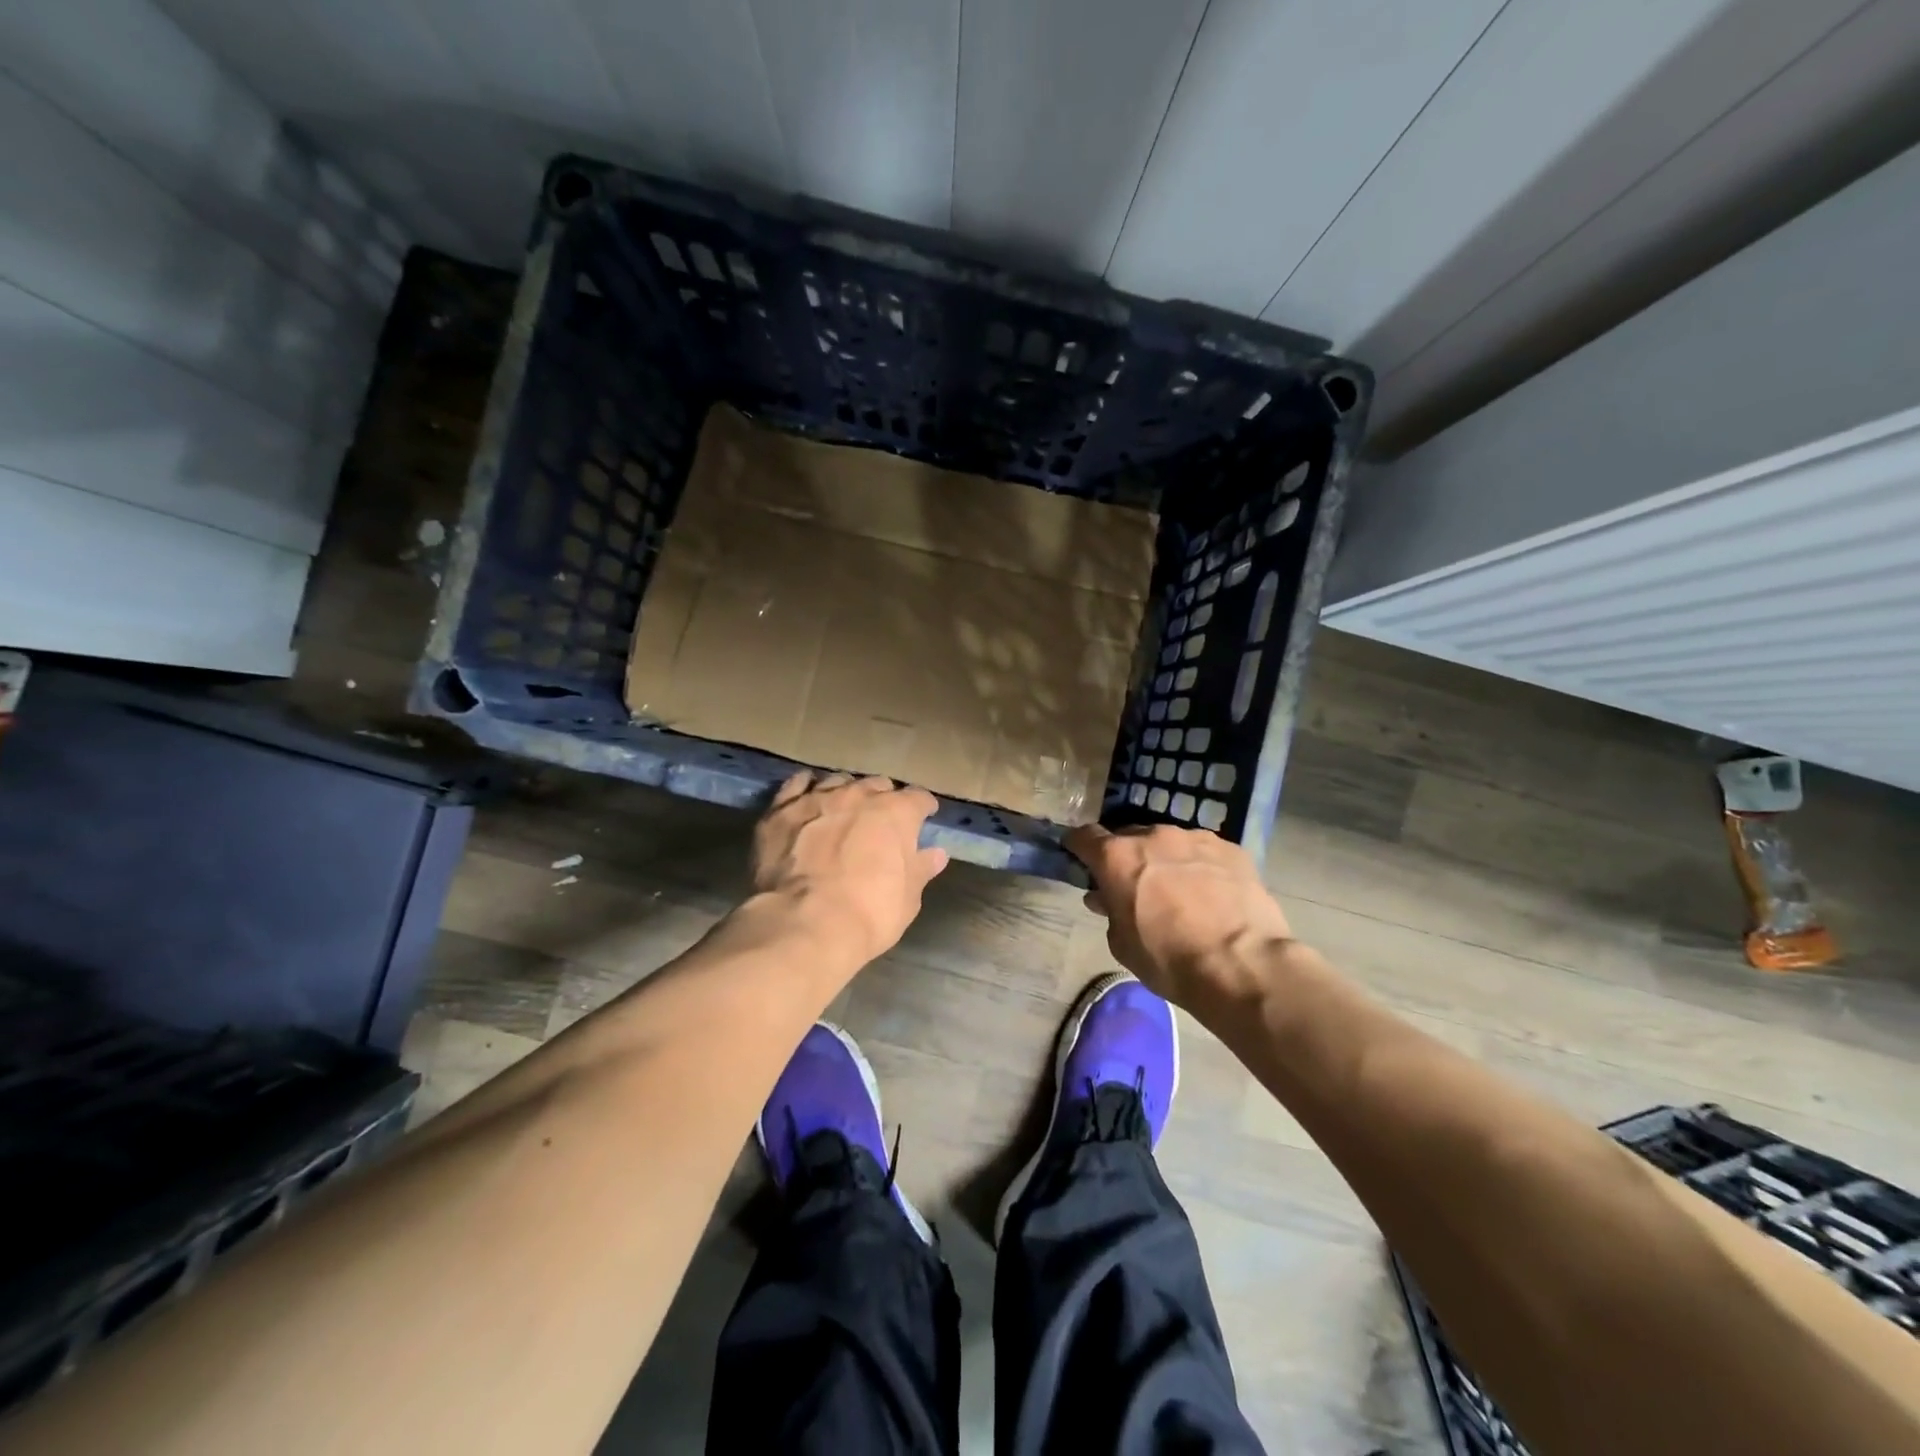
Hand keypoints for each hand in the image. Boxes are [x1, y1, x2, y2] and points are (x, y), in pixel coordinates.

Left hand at [751, 772, 948, 965]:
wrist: (806, 923)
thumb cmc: (869, 913)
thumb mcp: (908, 898)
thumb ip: (920, 869)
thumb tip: (936, 854)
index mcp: (896, 813)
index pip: (918, 798)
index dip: (923, 807)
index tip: (924, 816)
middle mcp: (858, 795)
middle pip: (877, 785)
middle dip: (882, 798)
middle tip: (881, 820)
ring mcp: (817, 799)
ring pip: (838, 781)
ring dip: (846, 793)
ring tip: (843, 809)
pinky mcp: (781, 811)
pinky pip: (795, 786)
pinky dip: (804, 788)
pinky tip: (806, 795)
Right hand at [1065, 824, 1292, 1008]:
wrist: (1242, 965)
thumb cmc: (1169, 959)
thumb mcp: (1122, 944)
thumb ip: (1110, 912)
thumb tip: (1105, 898)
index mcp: (1118, 857)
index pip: (1085, 837)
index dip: (1078, 847)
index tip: (1078, 857)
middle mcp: (1154, 835)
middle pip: (1129, 836)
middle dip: (1126, 857)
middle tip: (1133, 884)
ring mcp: (1195, 838)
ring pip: (1169, 842)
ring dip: (1164, 859)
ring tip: (1178, 890)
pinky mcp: (1231, 848)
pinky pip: (1204, 852)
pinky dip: (1199, 866)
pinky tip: (1211, 893)